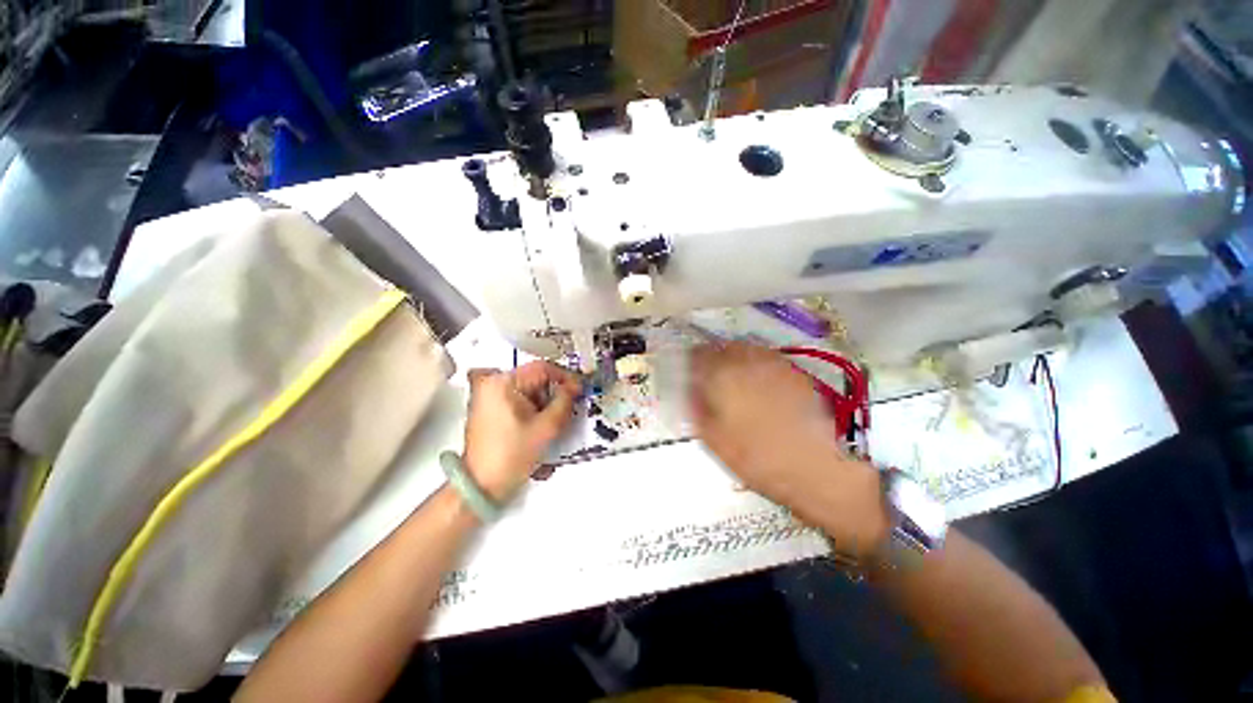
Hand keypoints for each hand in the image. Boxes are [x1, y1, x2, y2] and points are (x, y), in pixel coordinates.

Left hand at [463, 360, 579, 501]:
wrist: (481, 486)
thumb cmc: (512, 455)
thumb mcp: (546, 428)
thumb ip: (564, 402)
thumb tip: (574, 388)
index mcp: (502, 382)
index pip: (542, 368)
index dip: (565, 377)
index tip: (579, 390)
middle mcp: (491, 383)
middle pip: (534, 378)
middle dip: (554, 392)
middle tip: (568, 408)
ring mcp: (487, 396)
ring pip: (527, 389)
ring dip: (544, 402)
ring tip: (553, 421)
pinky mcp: (488, 408)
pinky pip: (517, 399)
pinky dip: (532, 407)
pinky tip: (538, 424)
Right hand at [689, 341, 888, 556]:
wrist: (816, 468)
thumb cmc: (757, 459)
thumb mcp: (714, 440)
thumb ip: (697, 409)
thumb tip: (691, 391)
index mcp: (723, 377)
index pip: (699, 355)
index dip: (691, 362)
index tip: (690, 373)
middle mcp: (747, 362)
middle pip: (722, 347)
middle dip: (713, 358)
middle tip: (711, 377)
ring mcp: (774, 364)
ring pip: (745, 349)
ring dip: (734, 358)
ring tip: (734, 378)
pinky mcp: (794, 372)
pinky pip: (767, 358)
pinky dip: (756, 364)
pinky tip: (759, 384)